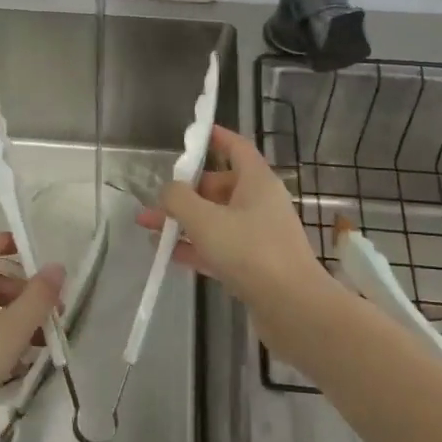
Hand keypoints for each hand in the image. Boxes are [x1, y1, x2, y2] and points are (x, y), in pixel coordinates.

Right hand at [136, 125, 329, 313]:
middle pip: (220, 187)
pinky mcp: (255, 265)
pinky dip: (195, 246)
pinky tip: (168, 253)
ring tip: (148, 226)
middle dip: (185, 192)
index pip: (237, 148)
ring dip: (184, 221)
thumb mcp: (205, 220)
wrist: (293, 308)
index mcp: (257, 182)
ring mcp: (259, 236)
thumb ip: (179, 199)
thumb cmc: (250, 251)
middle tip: (156, 200)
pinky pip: (220, 247)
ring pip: (215, 219)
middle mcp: (260, 204)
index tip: (194, 133)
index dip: (216, 138)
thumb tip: (168, 190)